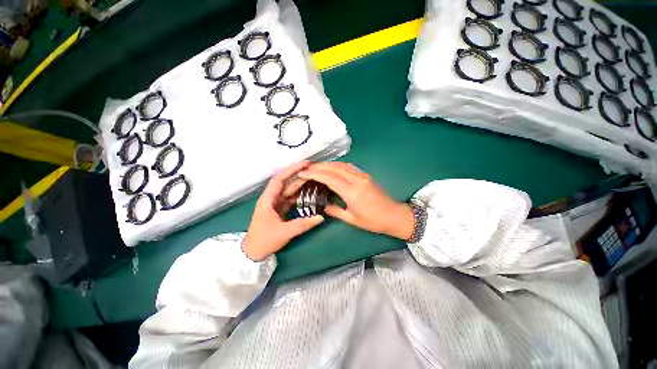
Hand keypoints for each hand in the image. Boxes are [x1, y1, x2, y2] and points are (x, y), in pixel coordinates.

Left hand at [242, 161, 323, 260]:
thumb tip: (320, 217)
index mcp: (268, 199)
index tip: (306, 164)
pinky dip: (300, 194)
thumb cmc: (264, 241)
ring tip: (315, 179)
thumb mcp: (284, 233)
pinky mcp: (280, 208)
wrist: (253, 252)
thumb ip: (303, 224)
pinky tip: (310, 193)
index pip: (280, 178)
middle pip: (286, 182)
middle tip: (315, 170)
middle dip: (299, 174)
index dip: (292, 169)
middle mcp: (272, 198)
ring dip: (301, 184)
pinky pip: (291, 198)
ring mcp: (276, 203)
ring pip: (290, 189)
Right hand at [298, 162, 414, 239]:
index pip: (330, 178)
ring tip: (317, 166)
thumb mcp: (352, 219)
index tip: (303, 173)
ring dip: (328, 164)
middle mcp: (357, 180)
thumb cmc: (373, 221)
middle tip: (307, 167)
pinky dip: (338, 165)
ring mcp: (363, 176)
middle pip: (335, 168)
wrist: (394, 216)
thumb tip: (322, 206)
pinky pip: (349, 166)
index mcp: (352, 192)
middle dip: (319, 166)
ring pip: (342, 165)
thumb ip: (335, 211)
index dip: (315, 174)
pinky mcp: (366, 175)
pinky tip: (332, 167)